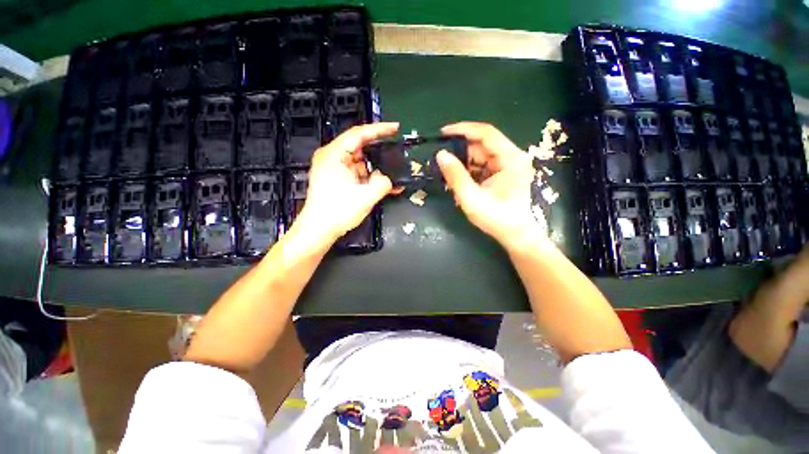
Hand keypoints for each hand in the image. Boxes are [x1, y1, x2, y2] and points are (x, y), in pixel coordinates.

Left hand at [296, 123, 398, 242]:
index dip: (379, 129)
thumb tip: (387, 178)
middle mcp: (333, 158)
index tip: (396, 128)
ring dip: (377, 168)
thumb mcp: (366, 196)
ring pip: (361, 162)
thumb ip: (383, 183)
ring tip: (395, 170)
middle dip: (379, 150)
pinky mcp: (338, 180)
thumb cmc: (339, 211)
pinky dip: (371, 178)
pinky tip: (386, 184)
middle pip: (360, 147)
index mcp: (334, 155)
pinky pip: (358, 173)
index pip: (359, 134)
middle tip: (397, 150)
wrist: (319, 230)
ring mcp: (335, 169)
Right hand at [437, 122, 539, 249]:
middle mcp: (511, 157)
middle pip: (482, 145)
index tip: (443, 133)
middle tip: (440, 157)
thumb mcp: (471, 197)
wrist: (514, 235)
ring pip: (480, 156)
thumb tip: (441, 154)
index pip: (486, 133)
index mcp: (510, 158)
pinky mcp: (502, 174)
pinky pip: (482, 166)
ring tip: (446, 171)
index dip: (463, 130)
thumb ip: (455, 175)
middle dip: (460, 151)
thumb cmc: (496, 218)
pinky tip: (458, 179)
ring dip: (463, 163)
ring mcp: (507, 166)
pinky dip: (468, 171)